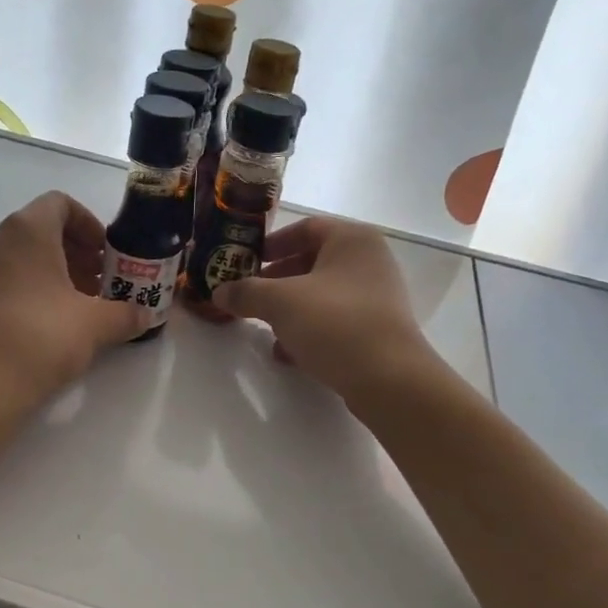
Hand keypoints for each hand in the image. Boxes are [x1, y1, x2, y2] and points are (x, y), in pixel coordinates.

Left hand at [0, 191, 144, 418]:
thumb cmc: (38, 337)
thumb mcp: (94, 325)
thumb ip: (125, 313)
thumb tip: (145, 316)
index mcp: (27, 229)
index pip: (61, 204)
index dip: (90, 225)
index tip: (109, 255)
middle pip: (43, 230)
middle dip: (78, 253)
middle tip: (103, 284)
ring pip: (25, 256)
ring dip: (58, 273)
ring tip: (83, 307)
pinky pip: (8, 278)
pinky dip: (34, 289)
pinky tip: (53, 325)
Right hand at [212, 216, 437, 403]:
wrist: (388, 379)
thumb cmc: (334, 323)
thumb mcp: (280, 302)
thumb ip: (246, 292)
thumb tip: (219, 291)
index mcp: (352, 239)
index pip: (306, 228)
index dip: (273, 243)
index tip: (247, 261)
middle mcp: (369, 261)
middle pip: (313, 261)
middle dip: (277, 279)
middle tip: (250, 294)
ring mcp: (376, 297)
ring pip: (322, 294)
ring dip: (290, 308)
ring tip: (264, 326)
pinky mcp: (377, 330)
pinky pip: (335, 321)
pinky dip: (309, 330)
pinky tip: (286, 352)